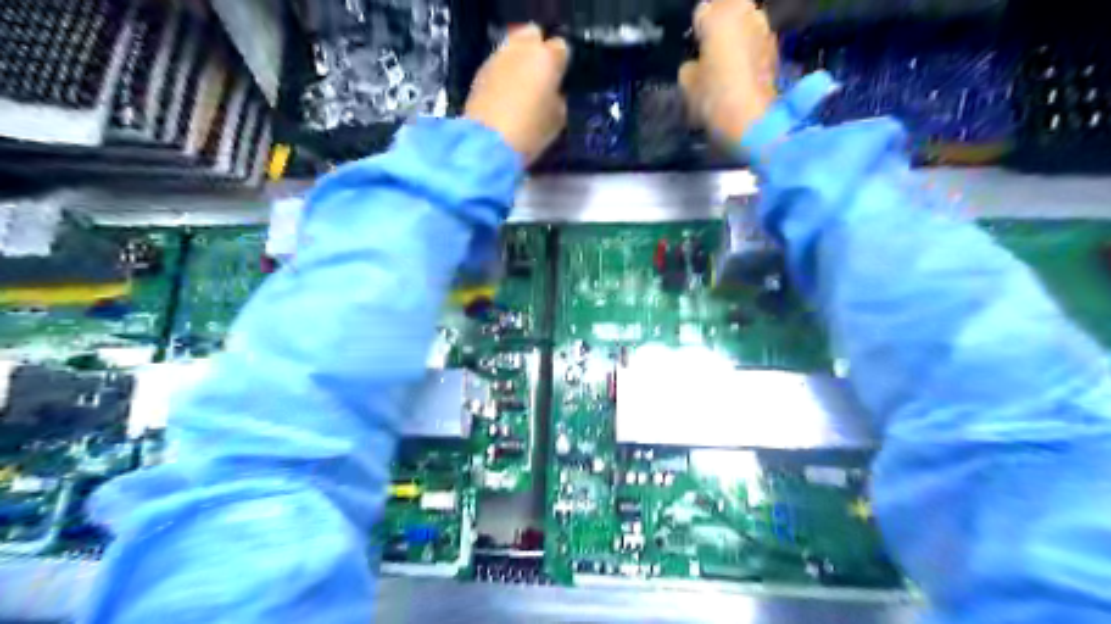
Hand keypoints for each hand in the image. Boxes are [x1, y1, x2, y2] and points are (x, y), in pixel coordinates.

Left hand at [464, 24, 565, 163]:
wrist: (488, 143)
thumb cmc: (530, 131)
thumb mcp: (557, 119)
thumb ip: (557, 98)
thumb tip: (552, 92)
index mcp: (547, 58)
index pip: (561, 48)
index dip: (561, 64)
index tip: (560, 80)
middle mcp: (521, 49)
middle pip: (533, 35)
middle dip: (538, 50)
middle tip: (540, 76)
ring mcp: (497, 57)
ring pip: (512, 47)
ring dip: (518, 61)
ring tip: (521, 86)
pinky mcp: (479, 71)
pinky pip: (497, 64)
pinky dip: (503, 74)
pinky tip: (504, 94)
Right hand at [682, 1, 774, 141]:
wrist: (754, 124)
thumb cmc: (714, 99)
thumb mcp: (687, 85)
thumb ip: (690, 66)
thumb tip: (696, 65)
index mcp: (720, 15)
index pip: (701, 12)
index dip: (696, 33)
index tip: (693, 51)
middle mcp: (747, 13)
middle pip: (729, 11)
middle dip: (720, 29)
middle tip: (709, 55)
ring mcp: (766, 31)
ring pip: (747, 27)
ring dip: (738, 41)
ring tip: (726, 67)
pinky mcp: (777, 52)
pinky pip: (757, 46)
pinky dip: (750, 56)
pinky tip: (741, 77)